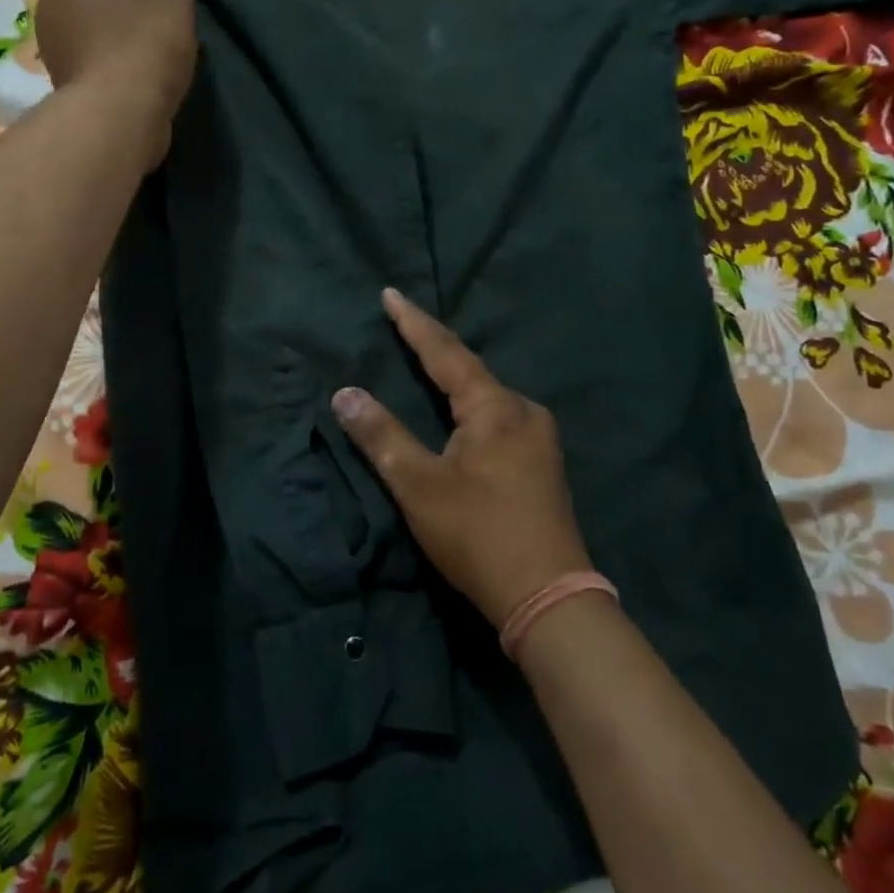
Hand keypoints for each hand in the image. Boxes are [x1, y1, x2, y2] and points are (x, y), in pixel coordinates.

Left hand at [35, 0, 196, 168]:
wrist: (115, 115)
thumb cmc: (143, 47)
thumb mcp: (176, 7)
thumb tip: (163, 2)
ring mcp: (55, 41)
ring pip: (98, 20)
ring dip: (122, 21)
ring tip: (153, 24)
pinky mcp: (66, 77)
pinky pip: (99, 50)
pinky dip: (118, 48)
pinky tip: (141, 53)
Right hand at [332, 288, 592, 627]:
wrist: (549, 598)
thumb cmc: (479, 535)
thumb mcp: (419, 486)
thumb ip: (381, 437)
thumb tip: (344, 394)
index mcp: (495, 407)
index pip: (445, 352)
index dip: (414, 323)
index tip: (390, 294)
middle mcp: (523, 411)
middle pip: (470, 370)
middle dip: (435, 348)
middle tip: (403, 325)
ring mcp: (539, 438)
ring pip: (487, 396)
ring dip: (455, 378)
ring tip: (427, 362)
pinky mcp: (542, 464)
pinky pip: (498, 418)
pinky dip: (470, 406)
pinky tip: (461, 413)